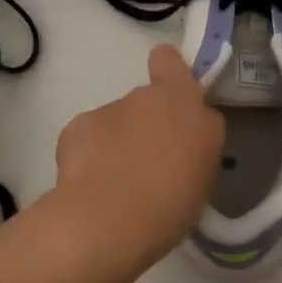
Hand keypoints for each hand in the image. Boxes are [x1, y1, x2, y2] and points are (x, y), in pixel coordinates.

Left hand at [49, 44, 223, 275]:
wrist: (108, 221)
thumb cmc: (171, 199)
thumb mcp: (205, 171)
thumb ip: (198, 139)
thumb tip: (185, 133)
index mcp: (181, 100)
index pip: (169, 60)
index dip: (167, 72)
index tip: (170, 97)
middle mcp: (144, 96)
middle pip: (146, 102)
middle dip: (146, 125)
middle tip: (149, 165)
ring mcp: (108, 110)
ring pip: (116, 123)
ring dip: (118, 145)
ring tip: (117, 186)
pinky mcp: (77, 129)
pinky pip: (88, 140)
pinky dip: (89, 158)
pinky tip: (90, 188)